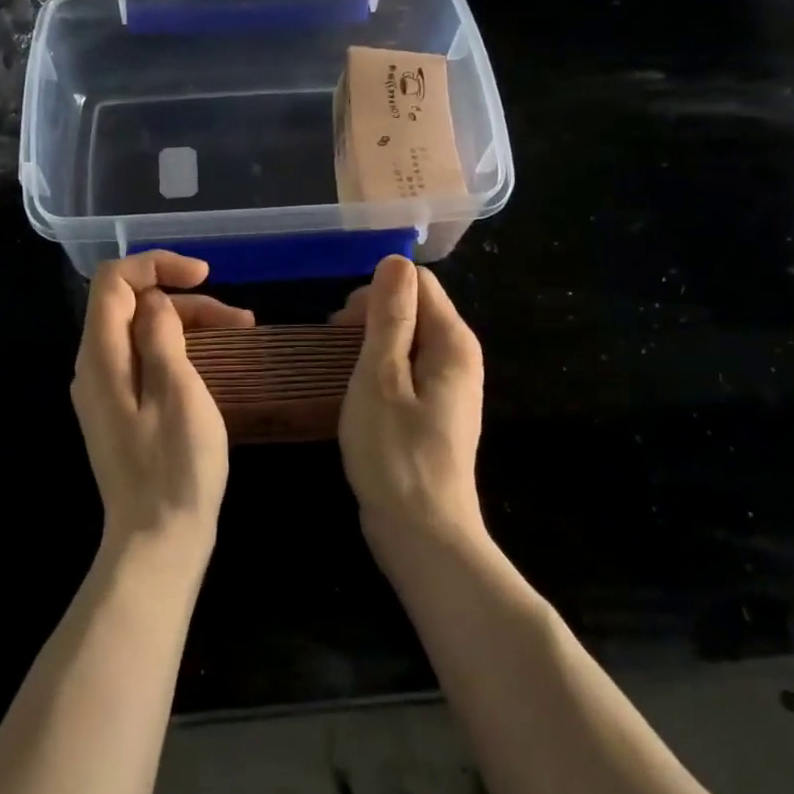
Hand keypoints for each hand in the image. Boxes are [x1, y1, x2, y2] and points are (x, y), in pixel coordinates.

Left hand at [71, 252, 253, 560]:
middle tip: (239, 319)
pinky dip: (180, 351)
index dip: (157, 265)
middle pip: (131, 306)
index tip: (205, 275)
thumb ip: (160, 335)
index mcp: (100, 357)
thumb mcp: (177, 391)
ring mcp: (107, 392)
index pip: (114, 281)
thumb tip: (154, 301)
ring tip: (241, 333)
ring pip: (142, 333)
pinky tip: (215, 362)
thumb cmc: (175, 467)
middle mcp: (94, 367)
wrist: (158, 541)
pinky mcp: (123, 412)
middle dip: (184, 300)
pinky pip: (146, 361)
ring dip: (189, 324)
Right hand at [332, 255, 484, 549]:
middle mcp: (459, 357)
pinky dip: (379, 369)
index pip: (417, 282)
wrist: (422, 534)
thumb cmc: (394, 453)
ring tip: (340, 370)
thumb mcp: (380, 377)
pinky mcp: (436, 411)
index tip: (342, 325)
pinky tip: (358, 393)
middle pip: (414, 308)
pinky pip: (406, 369)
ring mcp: (450, 386)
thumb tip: (395, 260)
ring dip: (371, 344)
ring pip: (407, 339)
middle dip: (371, 316)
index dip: (376, 293)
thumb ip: (389, 317)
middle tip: (334, 348)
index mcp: (452, 342)